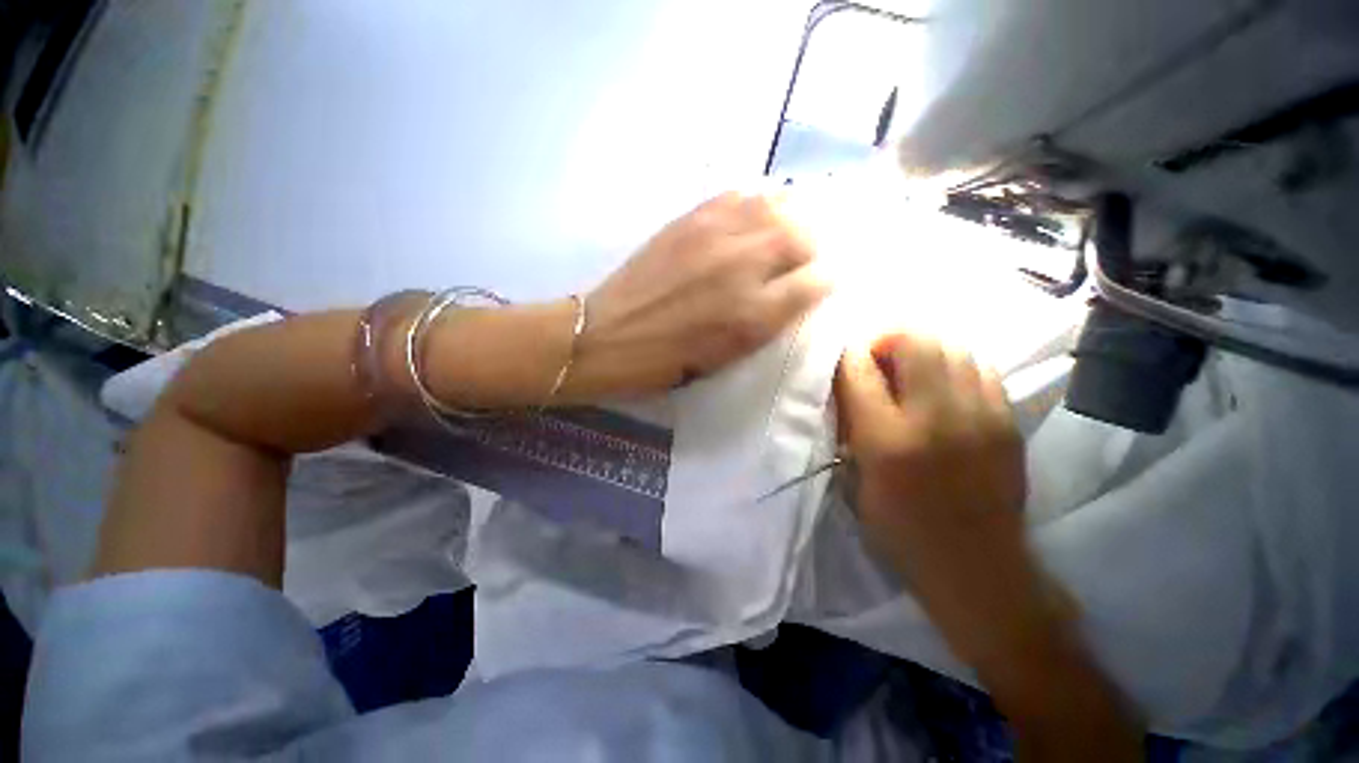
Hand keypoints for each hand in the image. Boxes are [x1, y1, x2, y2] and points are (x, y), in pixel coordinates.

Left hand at [566, 192, 829, 397]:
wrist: (609, 337)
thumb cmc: (668, 361)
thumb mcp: (726, 357)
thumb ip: (766, 324)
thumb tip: (795, 293)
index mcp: (753, 315)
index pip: (816, 282)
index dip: (826, 280)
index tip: (822, 281)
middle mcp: (743, 267)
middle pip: (802, 235)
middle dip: (814, 243)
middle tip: (807, 253)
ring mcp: (715, 236)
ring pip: (774, 205)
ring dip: (790, 214)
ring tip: (787, 227)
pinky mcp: (688, 220)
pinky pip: (736, 195)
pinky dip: (754, 201)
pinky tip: (752, 213)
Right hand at [835, 333, 1035, 664]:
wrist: (978, 567)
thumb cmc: (902, 529)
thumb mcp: (857, 480)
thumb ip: (851, 425)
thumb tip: (849, 384)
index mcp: (887, 440)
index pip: (858, 370)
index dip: (848, 355)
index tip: (846, 357)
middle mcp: (936, 418)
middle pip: (913, 342)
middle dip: (888, 339)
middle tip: (879, 357)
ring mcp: (980, 415)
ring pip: (953, 346)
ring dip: (923, 348)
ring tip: (911, 366)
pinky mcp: (1008, 421)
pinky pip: (982, 367)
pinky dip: (956, 364)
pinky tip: (945, 384)